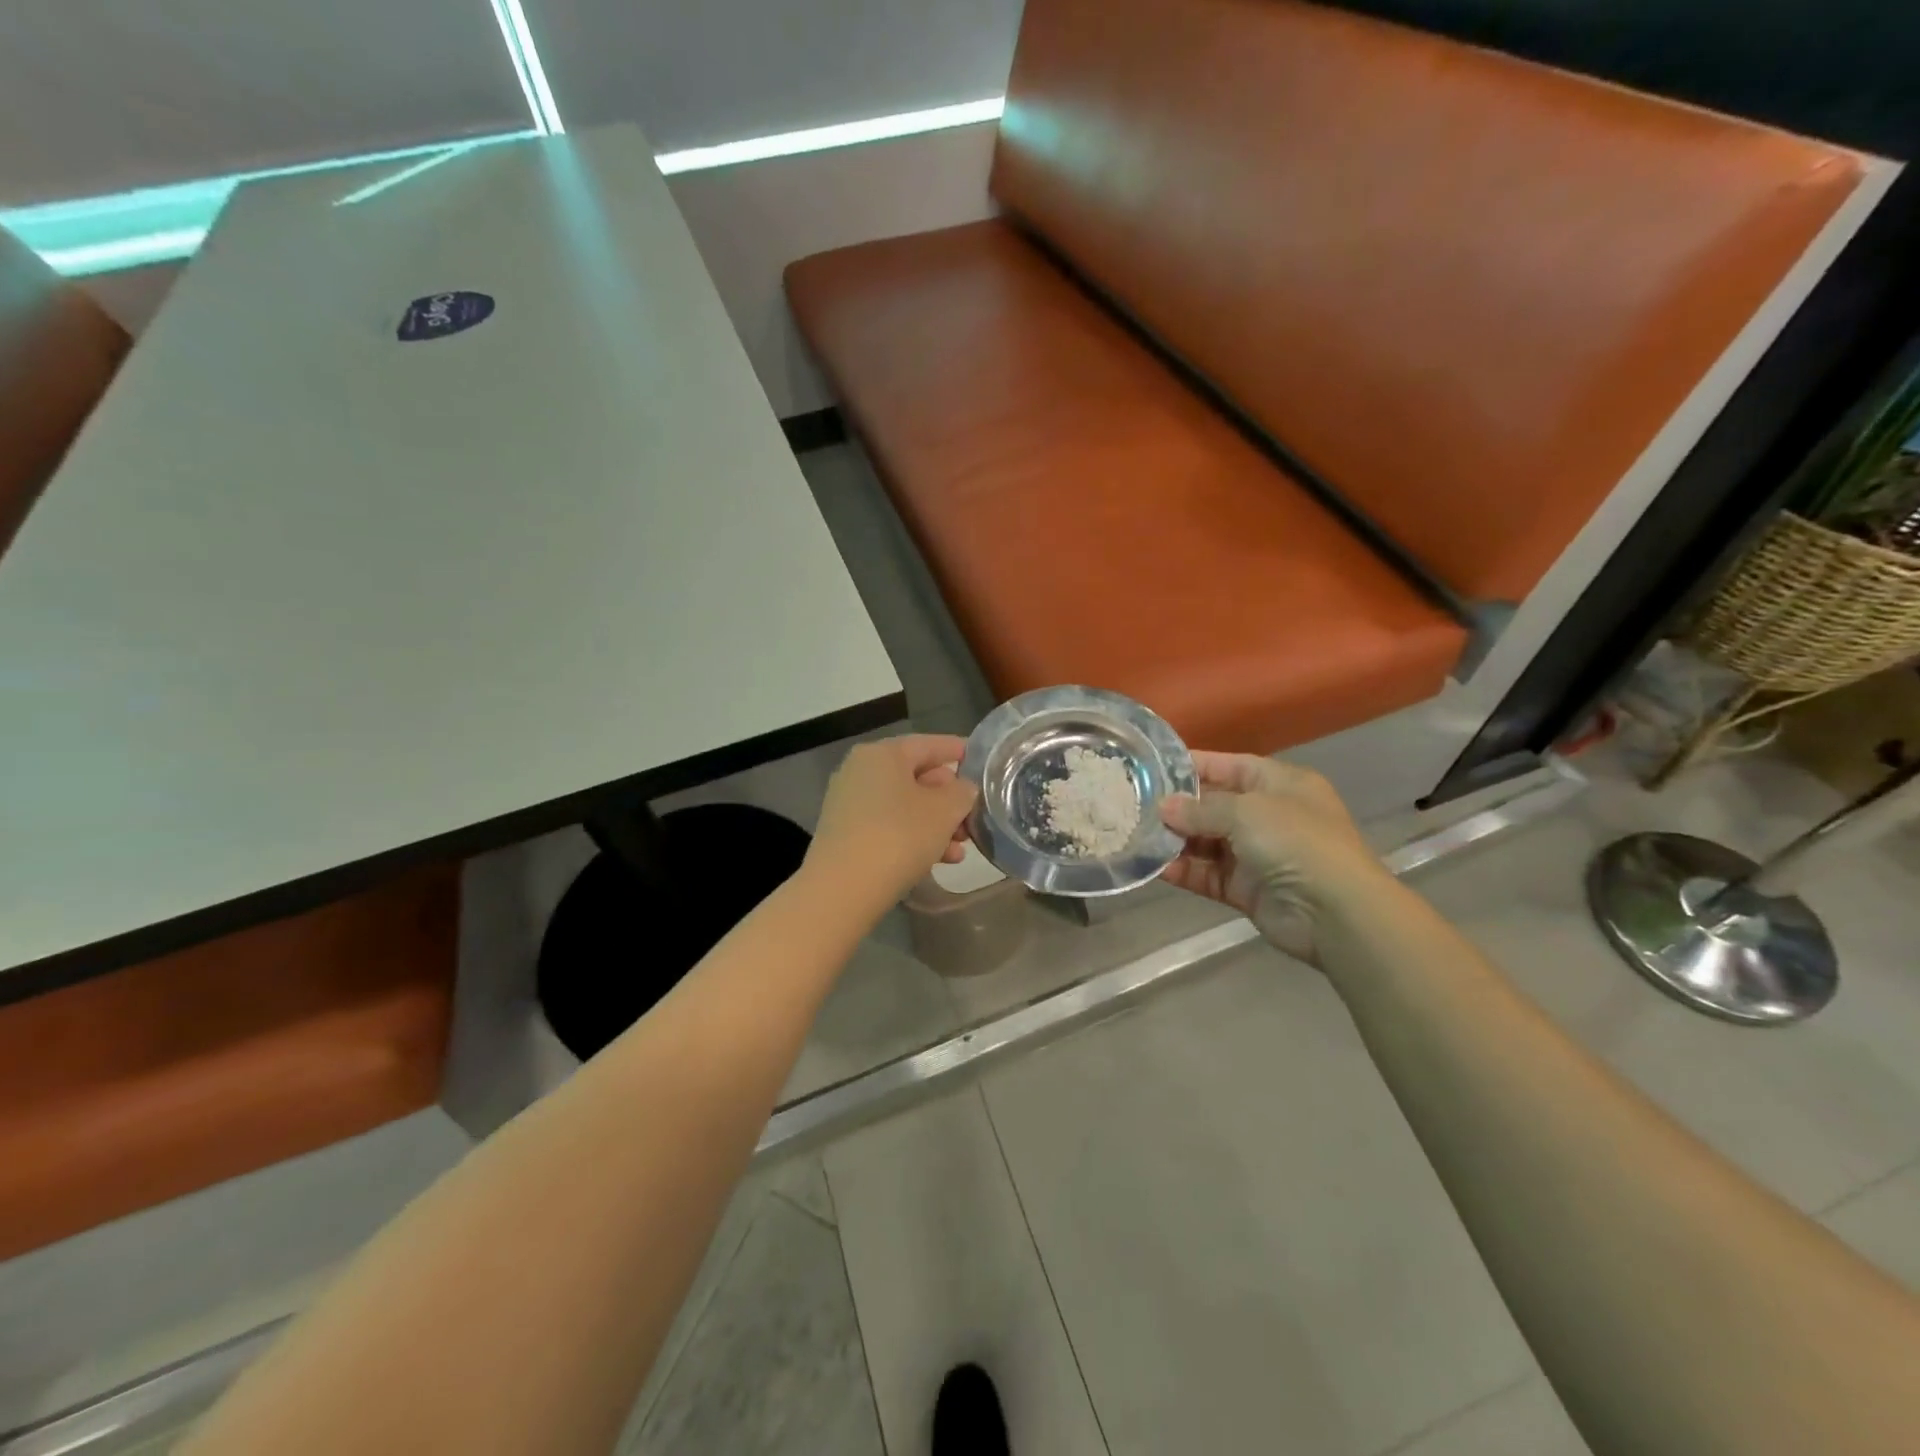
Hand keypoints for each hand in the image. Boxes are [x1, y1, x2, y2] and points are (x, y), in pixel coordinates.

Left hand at [808, 734, 978, 905]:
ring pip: (905, 807)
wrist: (843, 888)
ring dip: (937, 825)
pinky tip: (940, 861)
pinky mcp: (846, 835)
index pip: (929, 744)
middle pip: (916, 777)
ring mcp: (849, 804)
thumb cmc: (899, 836)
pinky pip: (889, 827)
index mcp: (882, 754)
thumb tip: (962, 788)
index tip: (981, 761)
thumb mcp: (944, 811)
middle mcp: (861, 771)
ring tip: (962, 849)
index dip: (958, 751)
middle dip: (949, 799)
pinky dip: (915, 839)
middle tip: (974, 818)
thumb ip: (961, 792)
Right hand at [1159, 753, 1389, 962]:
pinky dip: (1183, 870)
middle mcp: (1268, 815)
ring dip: (1174, 839)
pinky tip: (1154, 866)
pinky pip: (1207, 874)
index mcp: (1279, 784)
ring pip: (1206, 842)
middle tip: (1133, 804)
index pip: (1229, 766)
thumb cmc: (1295, 841)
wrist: (1335, 912)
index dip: (1193, 765)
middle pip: (1213, 805)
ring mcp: (1257, 854)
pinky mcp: (1246, 889)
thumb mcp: (1246, 811)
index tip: (1152, 766)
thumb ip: (1201, 808)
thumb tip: (1164, 807)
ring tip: (1136, 834)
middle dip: (1176, 806)